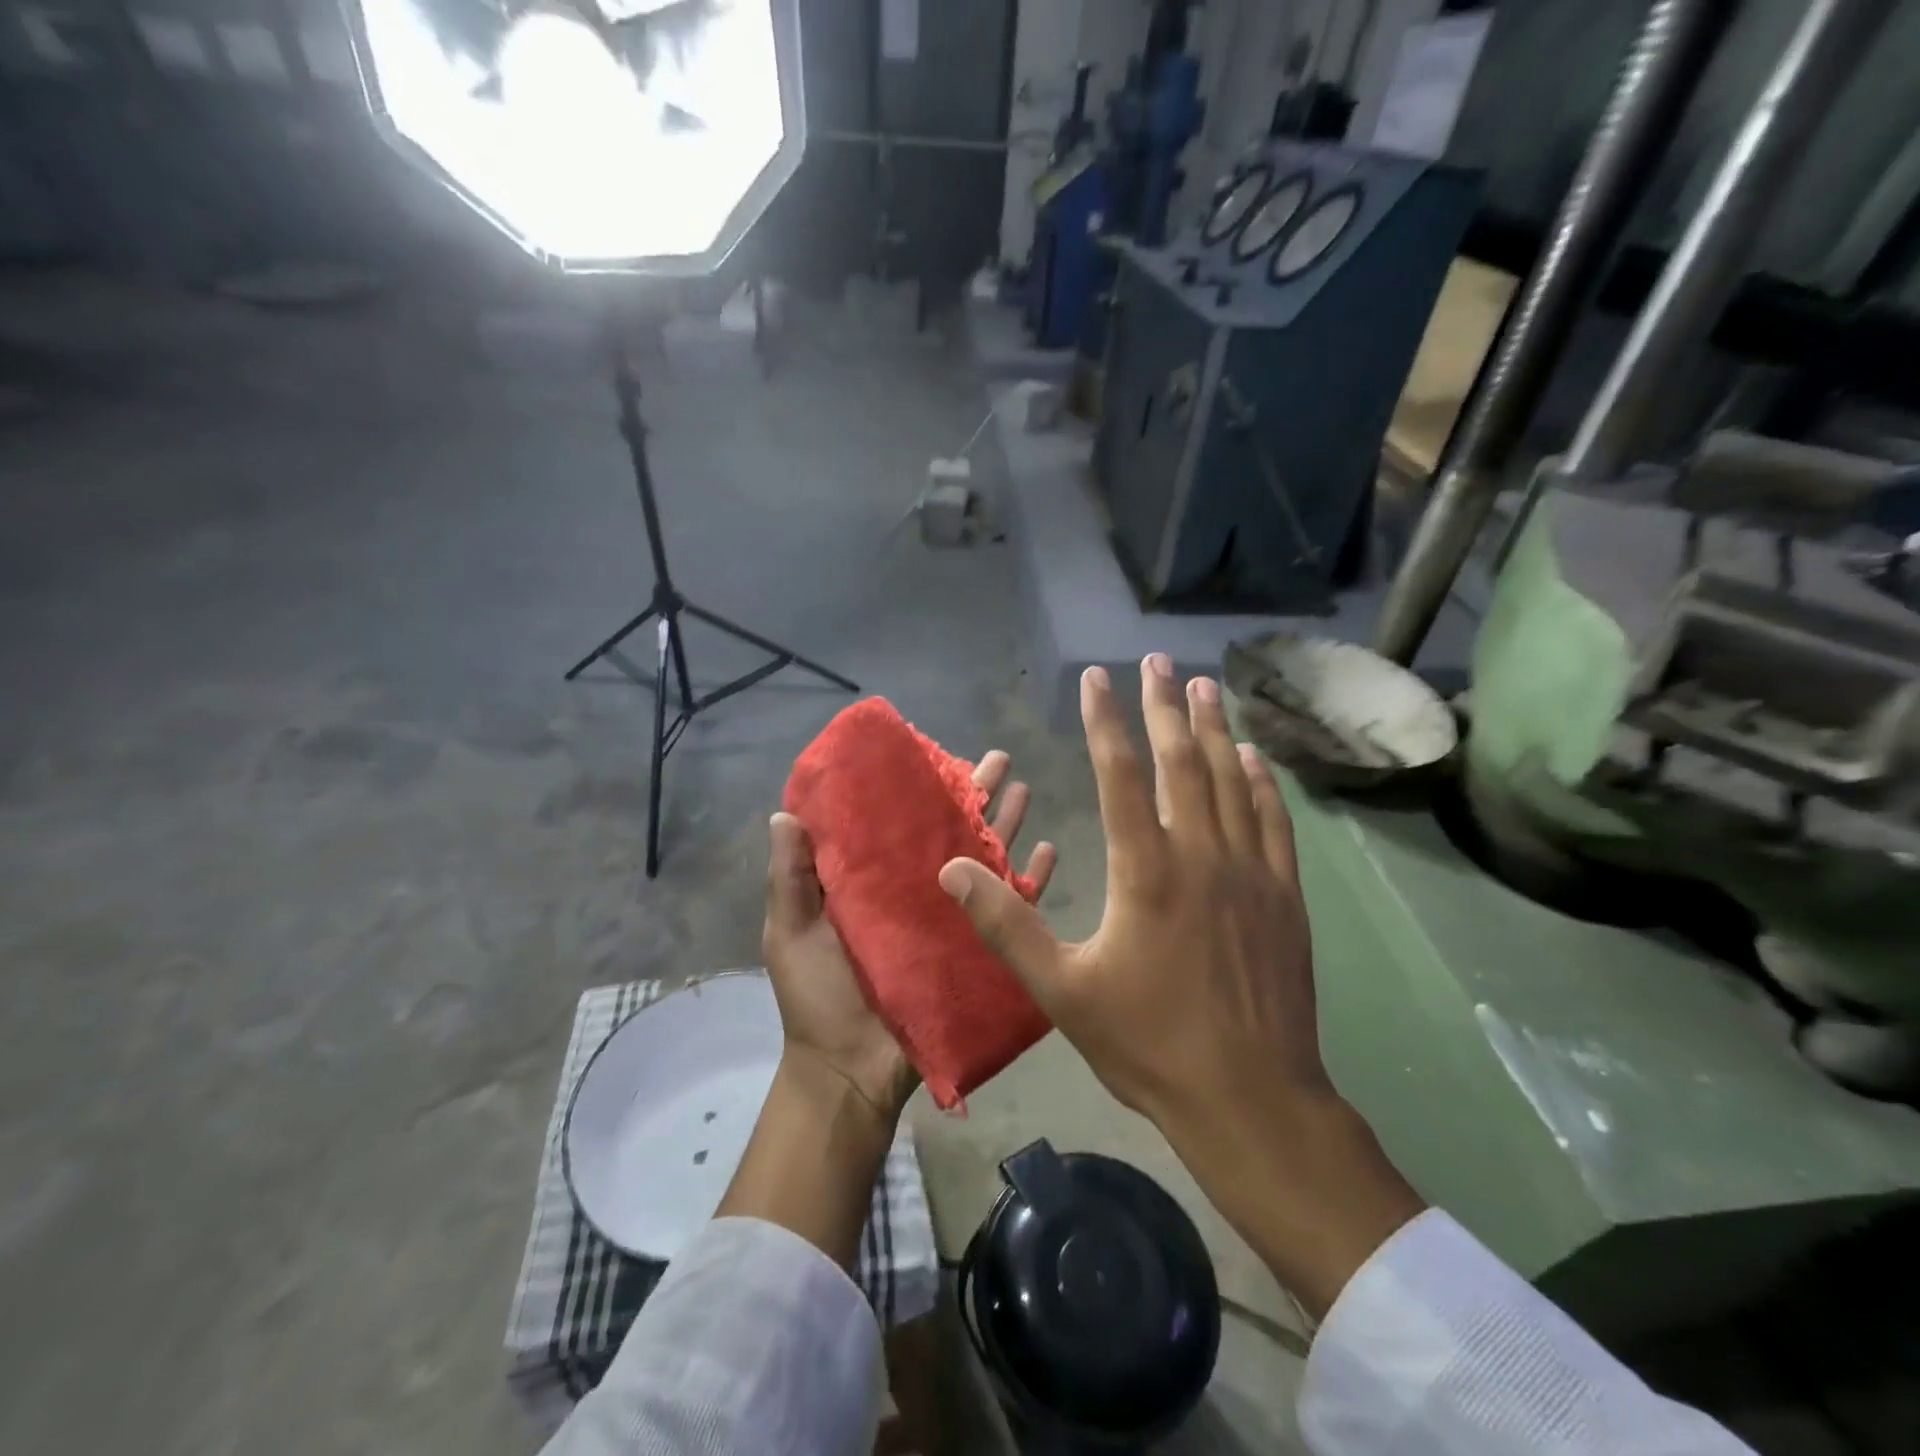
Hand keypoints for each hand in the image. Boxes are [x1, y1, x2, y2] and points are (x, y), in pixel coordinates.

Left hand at [763, 750, 1056, 1125]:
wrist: (852, 1071)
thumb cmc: (818, 998)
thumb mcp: (791, 932)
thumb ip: (790, 877)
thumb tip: (783, 813)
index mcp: (874, 882)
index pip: (899, 823)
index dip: (916, 789)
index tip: (934, 754)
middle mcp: (916, 890)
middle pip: (950, 832)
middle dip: (974, 795)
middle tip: (998, 759)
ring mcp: (950, 919)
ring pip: (985, 860)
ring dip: (1005, 825)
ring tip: (1024, 789)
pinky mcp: (977, 950)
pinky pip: (1010, 910)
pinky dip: (1032, 882)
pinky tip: (1049, 850)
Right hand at [938, 655, 1421, 1316]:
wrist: (1251, 1099)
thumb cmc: (1149, 1044)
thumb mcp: (1061, 992)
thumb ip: (1004, 926)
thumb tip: (952, 871)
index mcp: (1145, 872)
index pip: (1122, 774)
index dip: (1106, 720)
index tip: (1098, 676)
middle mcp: (1201, 856)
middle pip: (1181, 762)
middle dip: (1165, 705)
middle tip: (1158, 659)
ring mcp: (1250, 873)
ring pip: (1230, 781)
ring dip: (1214, 729)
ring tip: (1205, 685)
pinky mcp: (1284, 897)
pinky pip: (1272, 822)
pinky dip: (1260, 782)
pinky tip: (1253, 757)